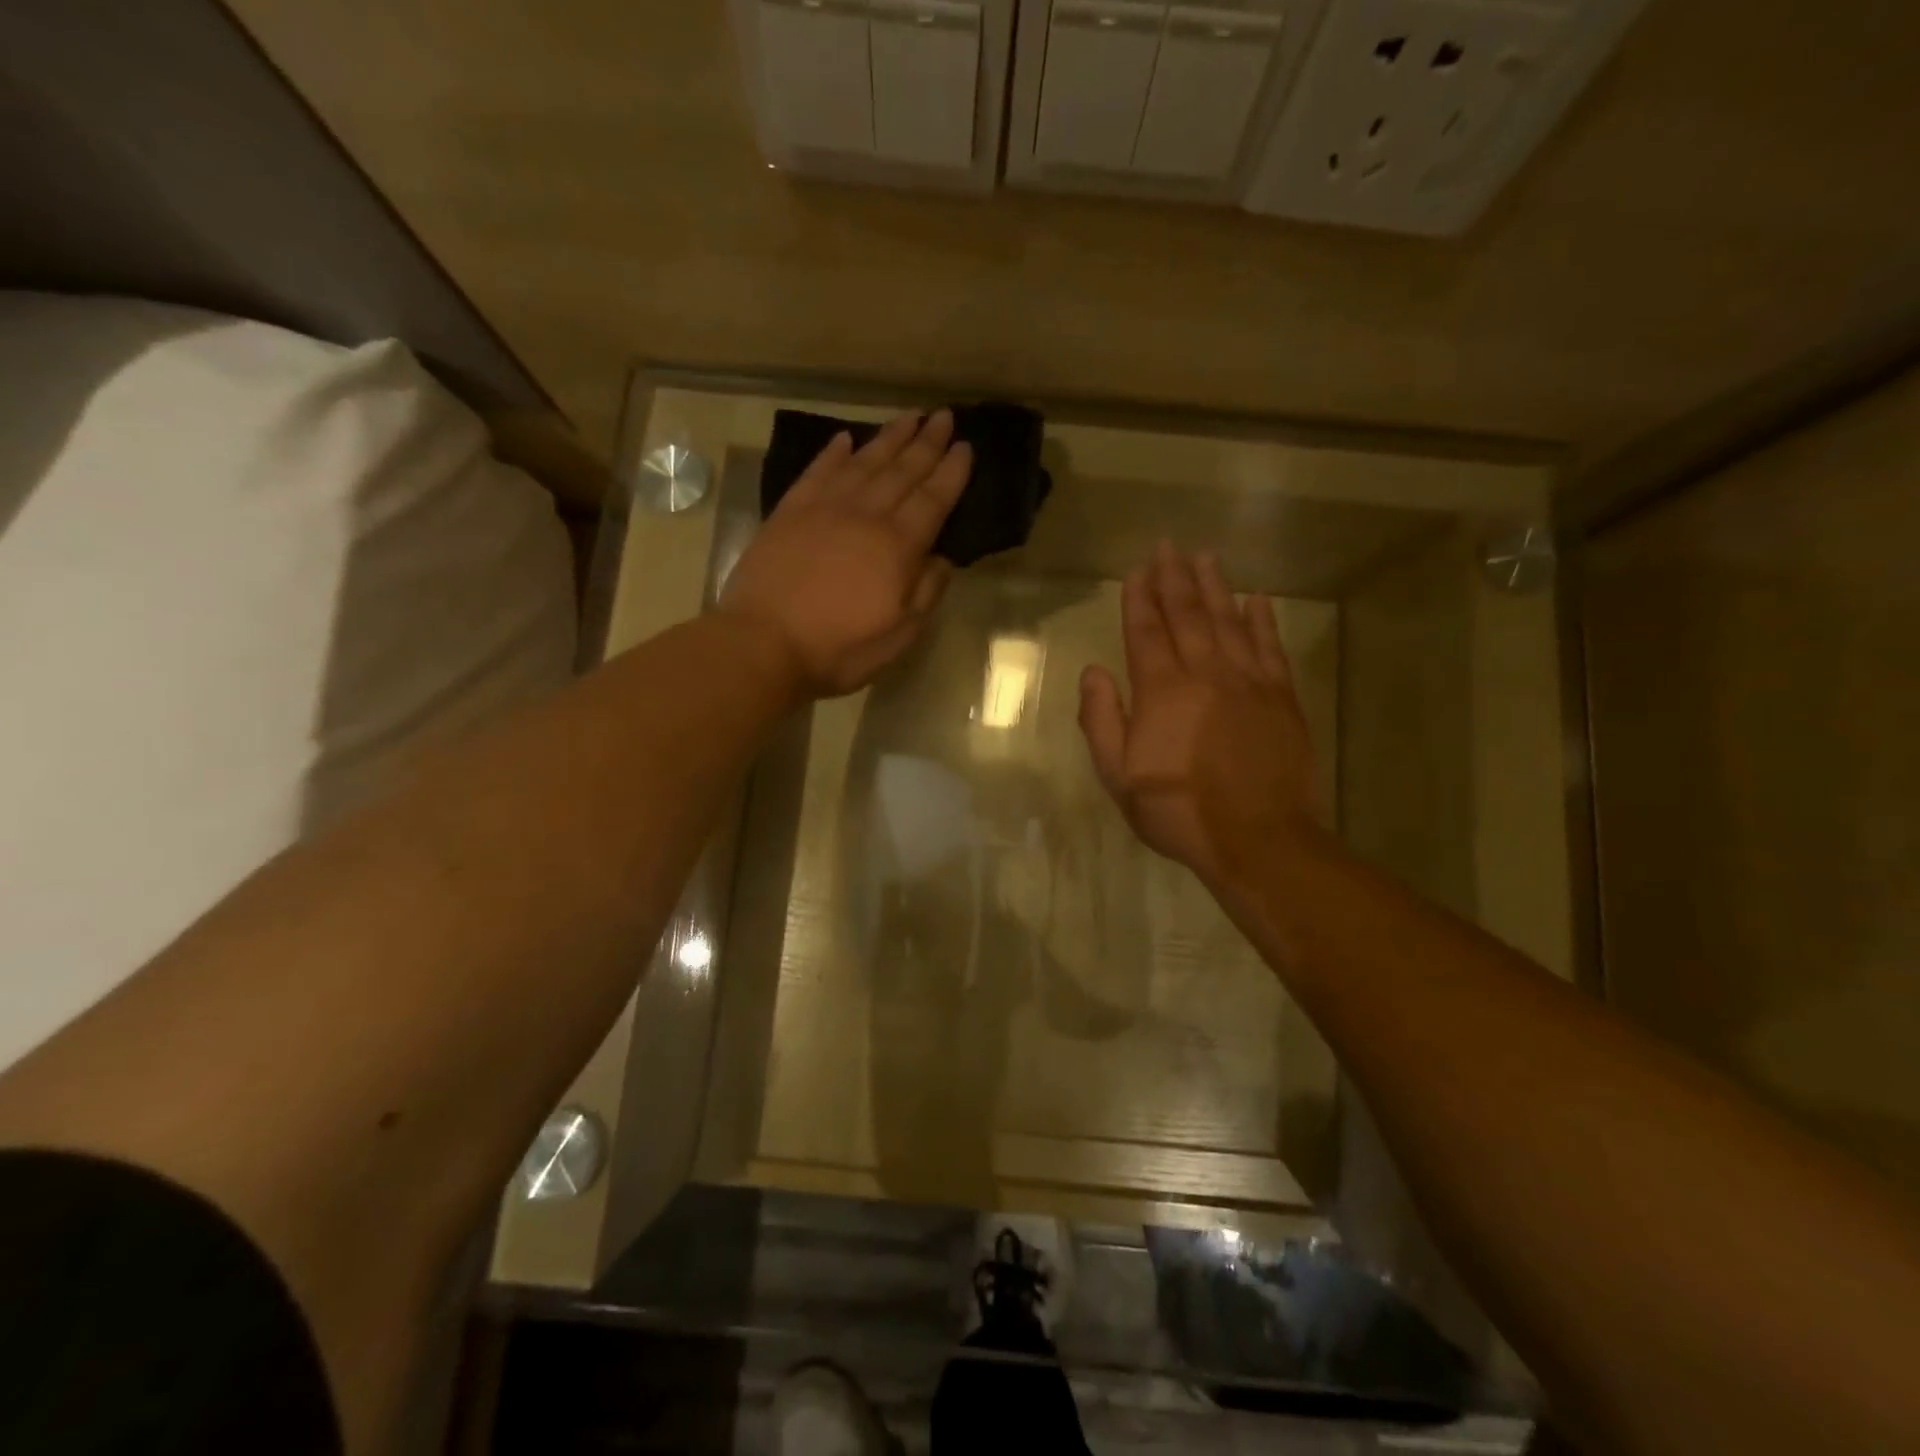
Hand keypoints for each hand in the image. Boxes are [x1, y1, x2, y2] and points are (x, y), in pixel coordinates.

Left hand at [721, 410, 970, 698]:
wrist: (763, 643)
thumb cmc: (840, 648)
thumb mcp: (899, 634)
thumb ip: (926, 592)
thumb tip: (943, 557)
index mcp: (897, 546)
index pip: (933, 499)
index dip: (951, 472)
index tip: (966, 446)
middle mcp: (865, 515)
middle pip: (902, 471)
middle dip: (926, 443)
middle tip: (943, 415)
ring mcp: (824, 508)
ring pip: (864, 462)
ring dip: (889, 438)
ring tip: (908, 417)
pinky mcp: (789, 512)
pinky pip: (818, 471)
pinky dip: (834, 453)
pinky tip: (846, 440)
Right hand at [1078, 542, 1326, 891]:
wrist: (1258, 837)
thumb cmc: (1178, 811)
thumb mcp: (1119, 776)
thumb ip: (1102, 720)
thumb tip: (1093, 672)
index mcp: (1161, 690)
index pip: (1146, 632)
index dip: (1139, 599)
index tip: (1136, 570)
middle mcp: (1205, 673)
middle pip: (1188, 614)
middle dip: (1175, 578)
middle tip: (1169, 546)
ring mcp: (1248, 681)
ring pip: (1229, 620)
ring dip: (1215, 586)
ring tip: (1205, 557)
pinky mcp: (1282, 697)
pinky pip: (1270, 646)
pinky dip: (1262, 619)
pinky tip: (1258, 598)